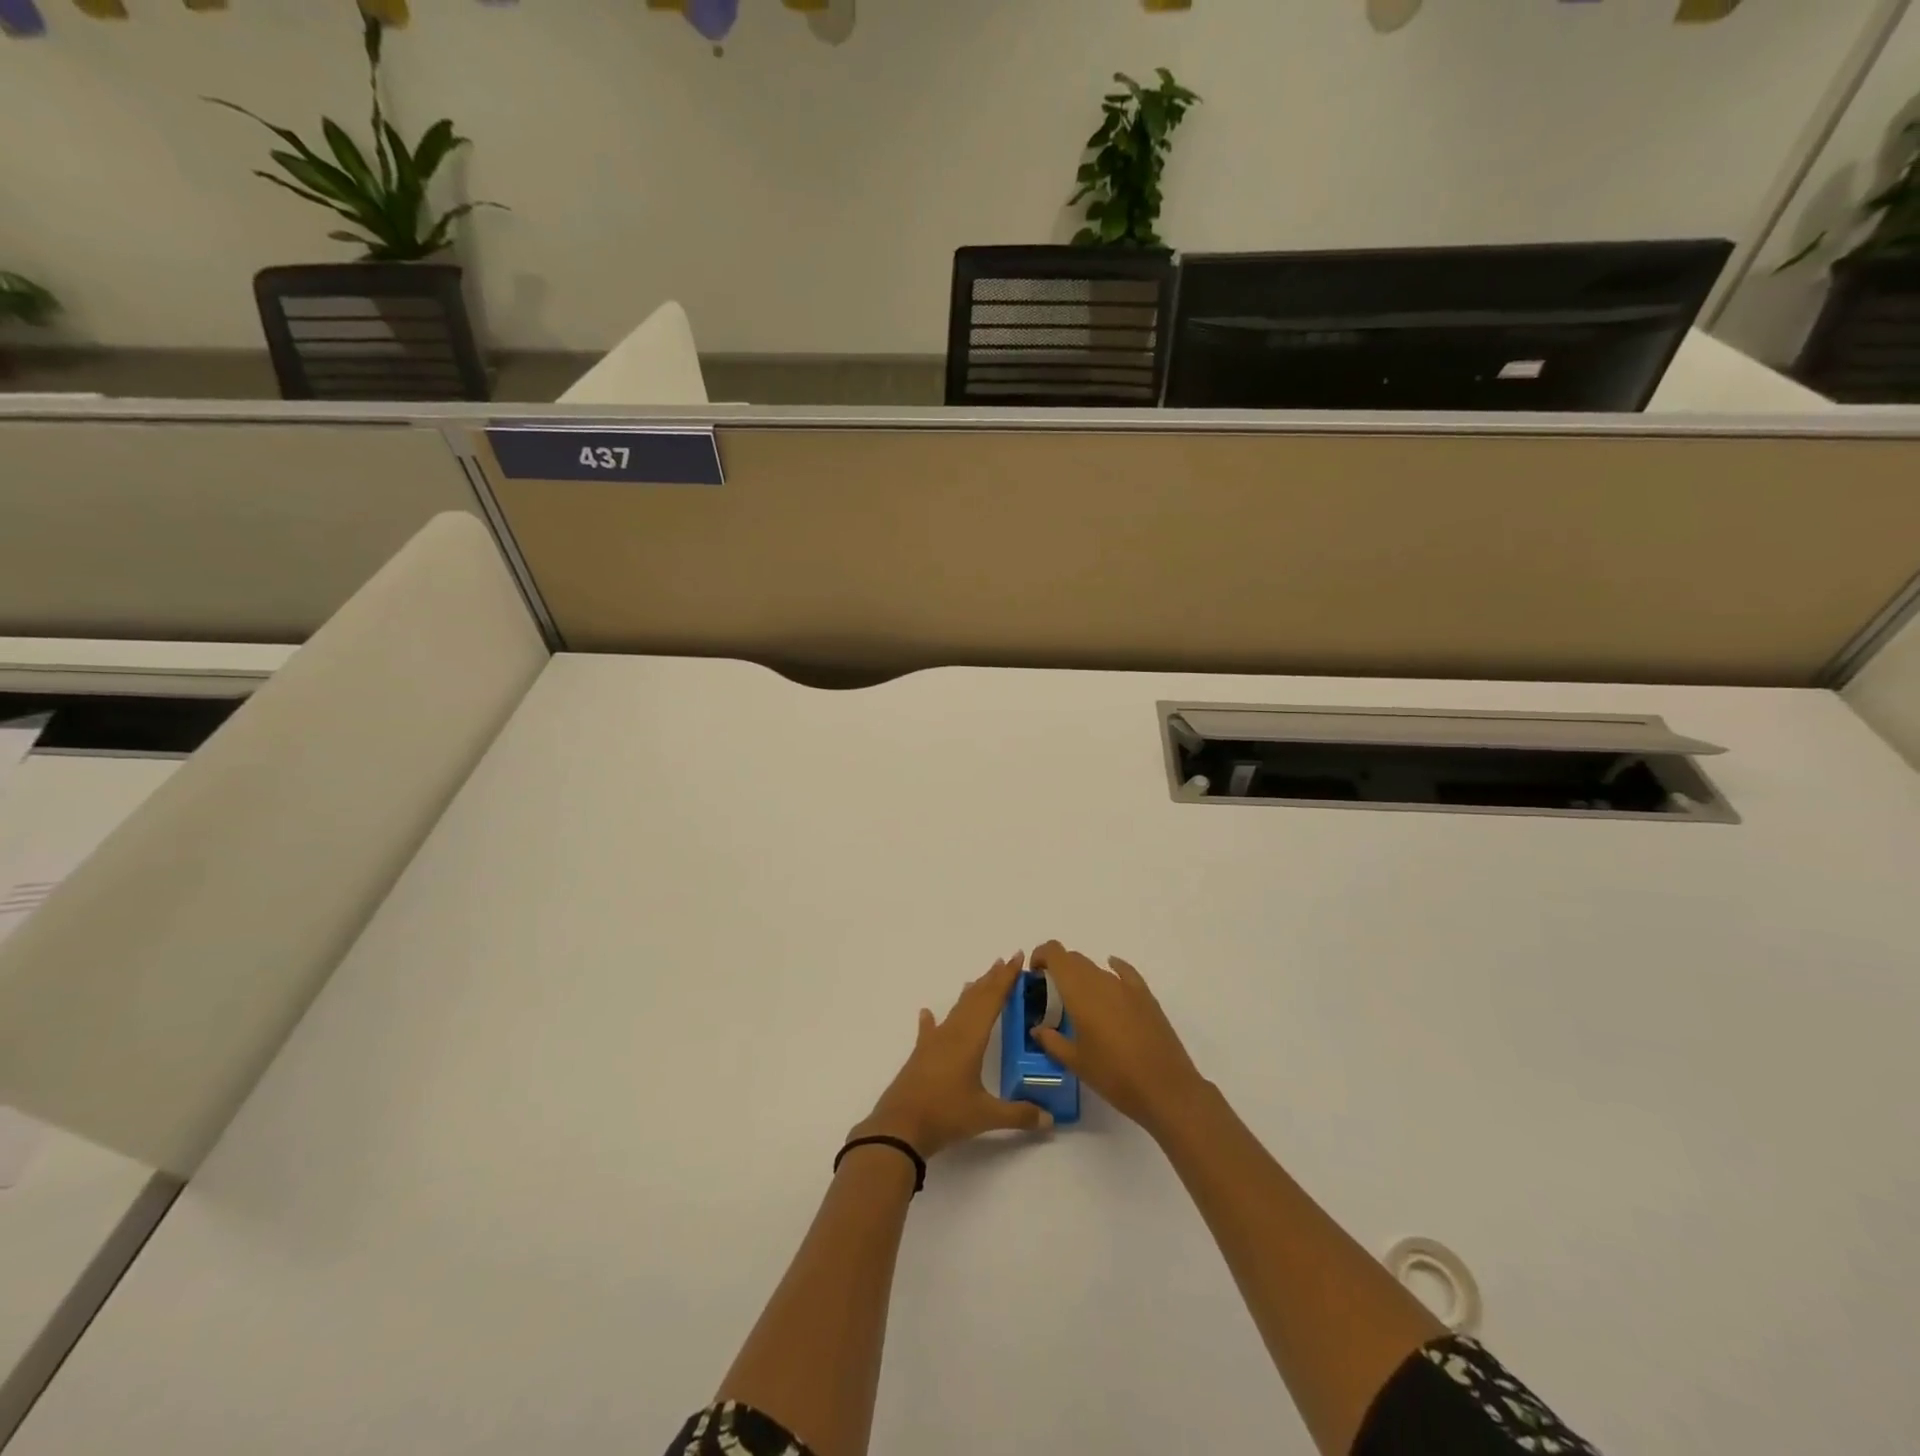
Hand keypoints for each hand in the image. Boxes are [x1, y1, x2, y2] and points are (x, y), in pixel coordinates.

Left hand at [853, 952, 1052, 1158]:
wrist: (900, 1127)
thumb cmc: (945, 1115)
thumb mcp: (986, 1116)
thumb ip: (1019, 1114)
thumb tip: (1049, 1119)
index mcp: (971, 1039)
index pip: (992, 1000)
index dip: (1006, 979)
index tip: (1017, 959)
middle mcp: (953, 1033)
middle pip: (975, 999)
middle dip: (992, 980)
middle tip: (1006, 961)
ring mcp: (934, 1043)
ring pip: (956, 1010)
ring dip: (969, 994)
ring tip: (978, 981)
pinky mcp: (920, 1056)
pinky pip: (929, 1031)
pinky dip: (931, 1020)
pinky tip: (927, 1012)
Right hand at [1029, 941, 1207, 1138]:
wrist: (1165, 1088)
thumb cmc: (1113, 1076)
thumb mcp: (1076, 1062)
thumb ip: (1052, 1041)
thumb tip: (1037, 1029)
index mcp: (1079, 992)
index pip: (1056, 954)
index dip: (1042, 955)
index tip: (1035, 973)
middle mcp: (1101, 981)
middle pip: (1074, 959)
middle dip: (1059, 968)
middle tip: (1051, 993)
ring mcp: (1126, 986)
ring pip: (1096, 968)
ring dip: (1082, 976)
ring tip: (1079, 1001)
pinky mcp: (1145, 996)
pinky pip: (1124, 972)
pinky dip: (1113, 969)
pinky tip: (1110, 976)